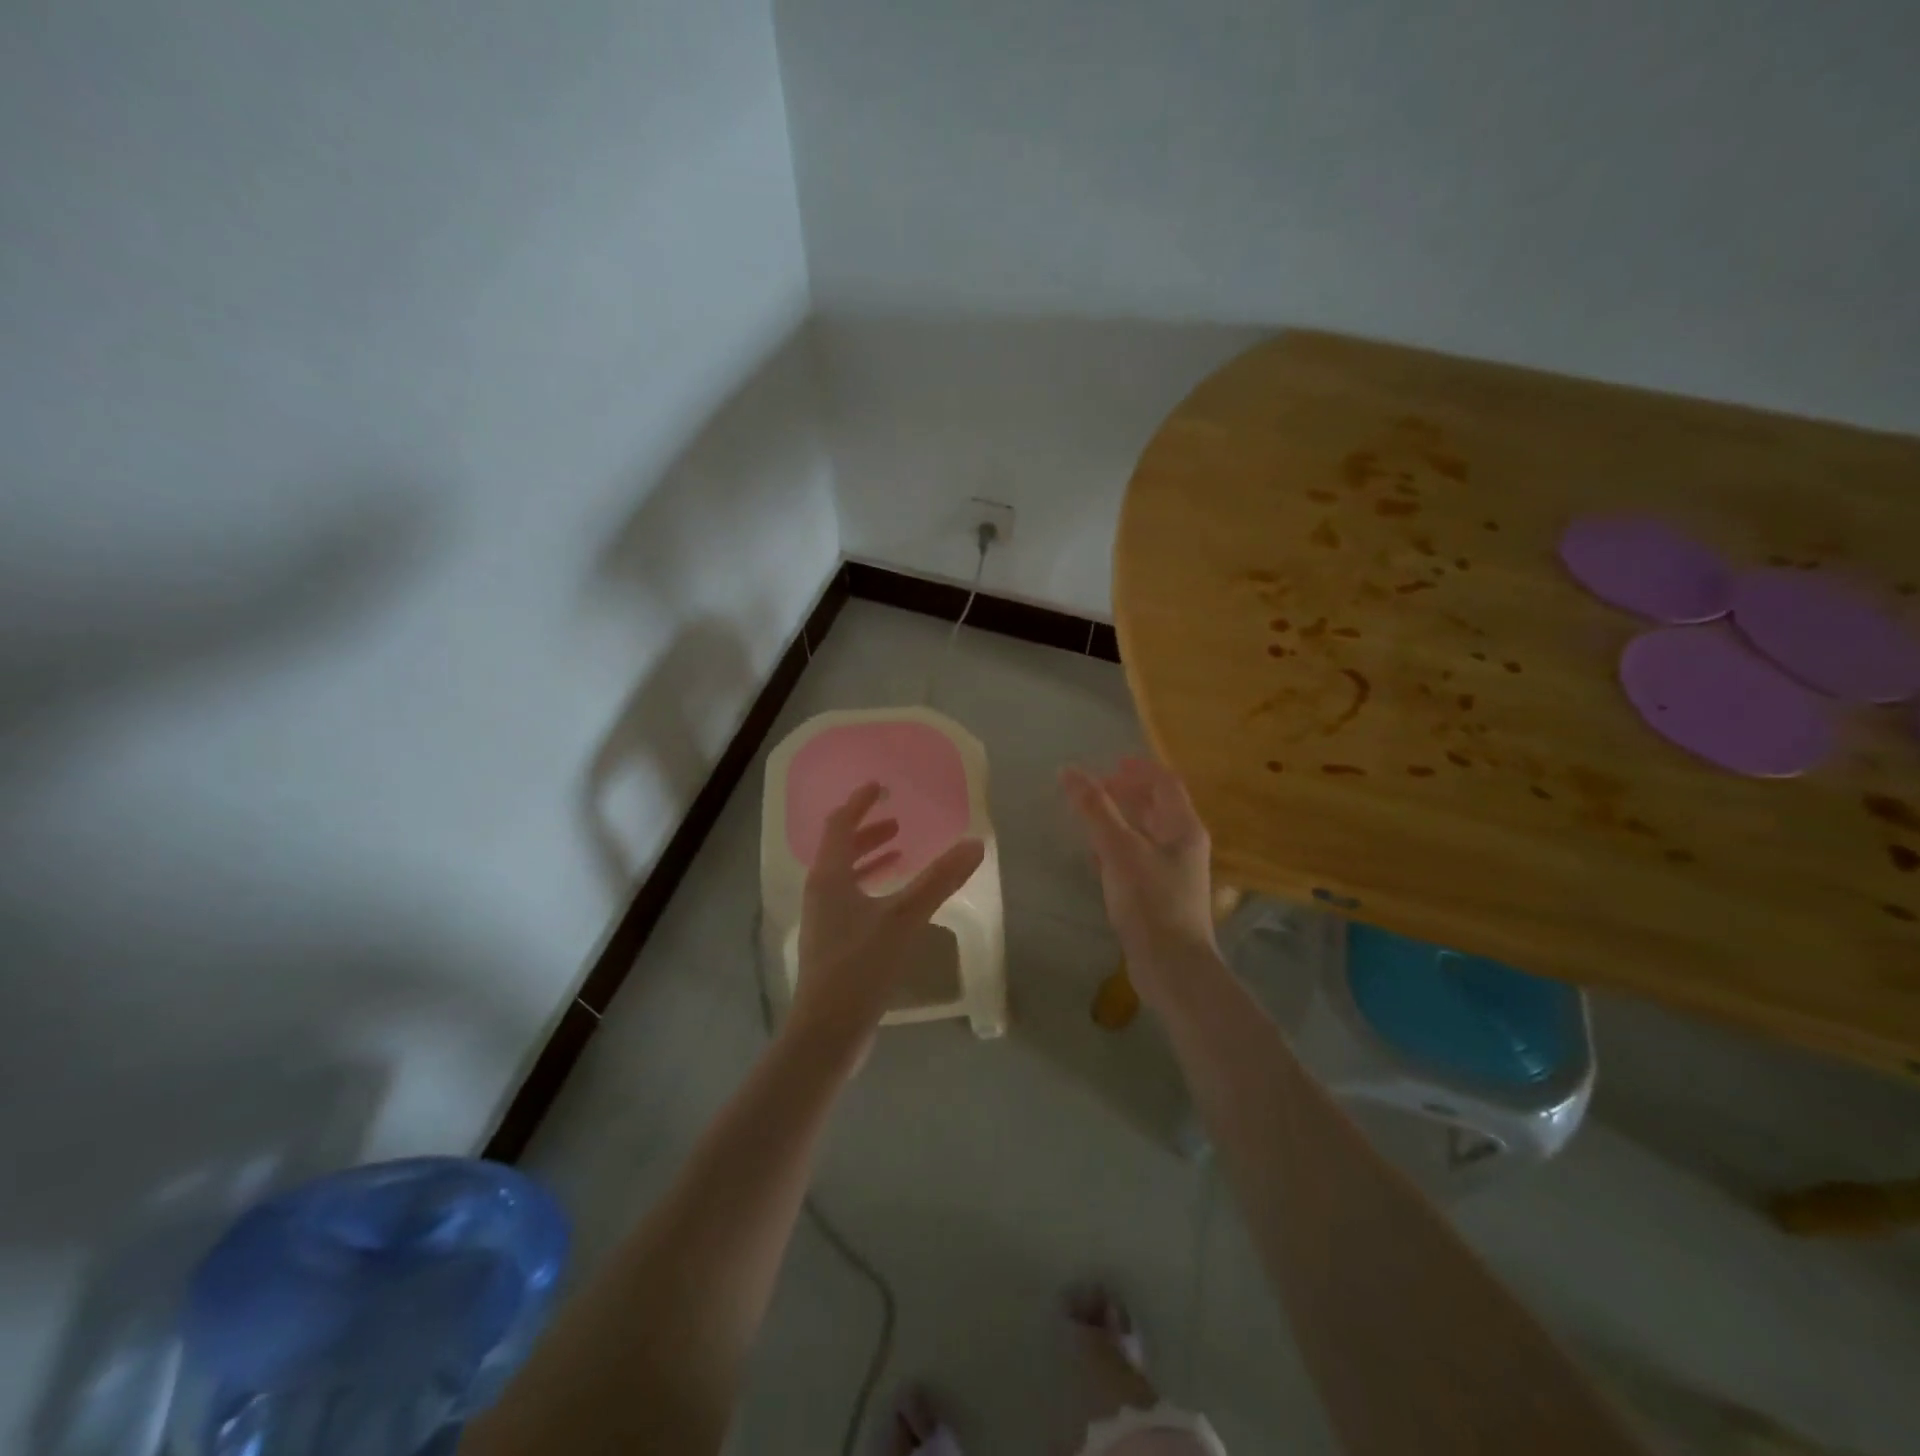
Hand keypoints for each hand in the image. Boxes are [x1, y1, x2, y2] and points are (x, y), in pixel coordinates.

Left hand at [790, 783, 985, 1058]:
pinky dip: (871, 886)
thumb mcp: (904, 918)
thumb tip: (975, 844)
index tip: (881, 786)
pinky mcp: (832, 943)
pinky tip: (895, 900)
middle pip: (840, 848)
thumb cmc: (860, 966)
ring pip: (845, 875)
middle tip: (897, 822)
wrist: (827, 1031)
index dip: (860, 803)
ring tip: (900, 851)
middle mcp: (820, 892)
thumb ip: (939, 880)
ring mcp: (823, 919)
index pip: (840, 824)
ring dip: (870, 858)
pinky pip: (851, 899)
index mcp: (829, 877)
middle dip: (867, 831)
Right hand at [1061, 758, 1218, 1010]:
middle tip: (1095, 788)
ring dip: (1121, 819)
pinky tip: (1096, 856)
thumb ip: (1095, 809)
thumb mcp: (1119, 849)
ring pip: (1147, 833)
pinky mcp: (1161, 895)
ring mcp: (1174, 872)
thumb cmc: (1150, 901)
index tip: (1110, 763)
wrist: (1172, 967)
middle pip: (1157, 807)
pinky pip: (1139, 858)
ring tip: (1090, 816)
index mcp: (1184, 828)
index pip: (1165, 783)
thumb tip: (1069, 770)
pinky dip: (1118, 847)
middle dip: (1128, 793)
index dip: (1139, 768)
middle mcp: (1184, 845)